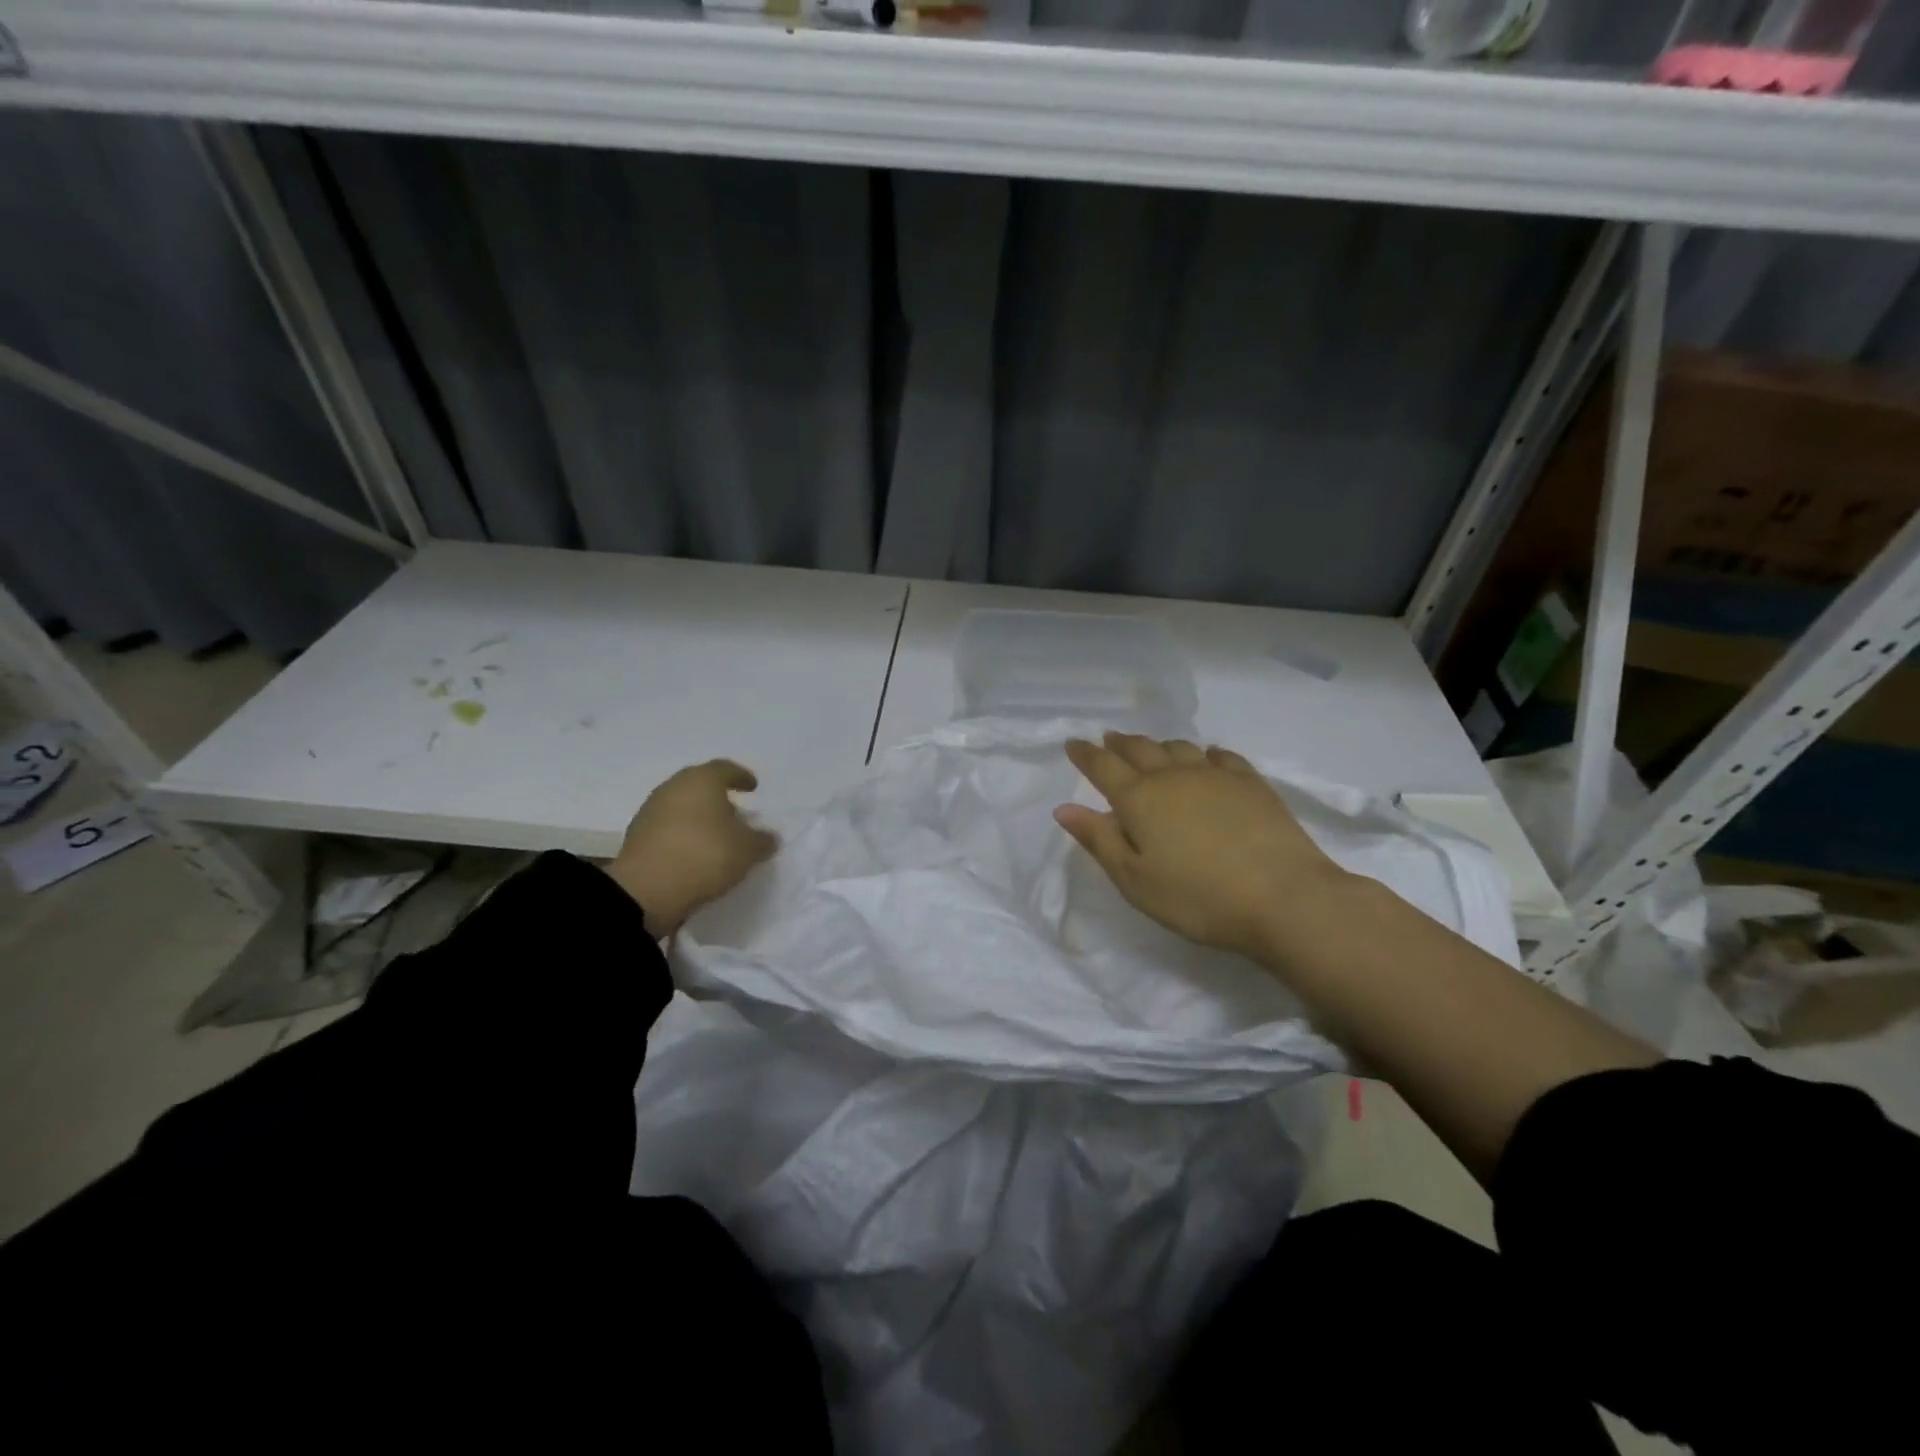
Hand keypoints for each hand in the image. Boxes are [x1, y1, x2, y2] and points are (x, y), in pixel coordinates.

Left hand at [606, 760, 777, 937]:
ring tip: (716, 835)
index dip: (741, 776)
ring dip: (699, 815)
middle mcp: (673, 787)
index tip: (753, 787)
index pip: (725, 769)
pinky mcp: (637, 836)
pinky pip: (668, 826)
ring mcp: (651, 810)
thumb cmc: (704, 856)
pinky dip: (683, 832)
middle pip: (700, 784)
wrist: (645, 891)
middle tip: (736, 811)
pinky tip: (695, 850)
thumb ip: (761, 840)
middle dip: (719, 796)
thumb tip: (769, 837)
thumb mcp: (747, 850)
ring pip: (682, 805)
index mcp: (702, 780)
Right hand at [1055, 733, 1351, 961]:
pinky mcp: (1251, 783)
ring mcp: (1215, 776)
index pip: (1102, 767)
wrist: (1284, 897)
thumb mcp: (1135, 881)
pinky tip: (1207, 758)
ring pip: (1178, 748)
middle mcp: (1173, 776)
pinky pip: (1221, 756)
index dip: (1084, 754)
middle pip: (1140, 749)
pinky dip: (1205, 754)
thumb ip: (1099, 841)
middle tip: (1108, 740)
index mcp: (1139, 799)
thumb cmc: (1198, 898)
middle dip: (1119, 743)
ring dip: (1158, 745)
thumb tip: (1064, 808)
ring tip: (1151, 749)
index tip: (1072, 744)